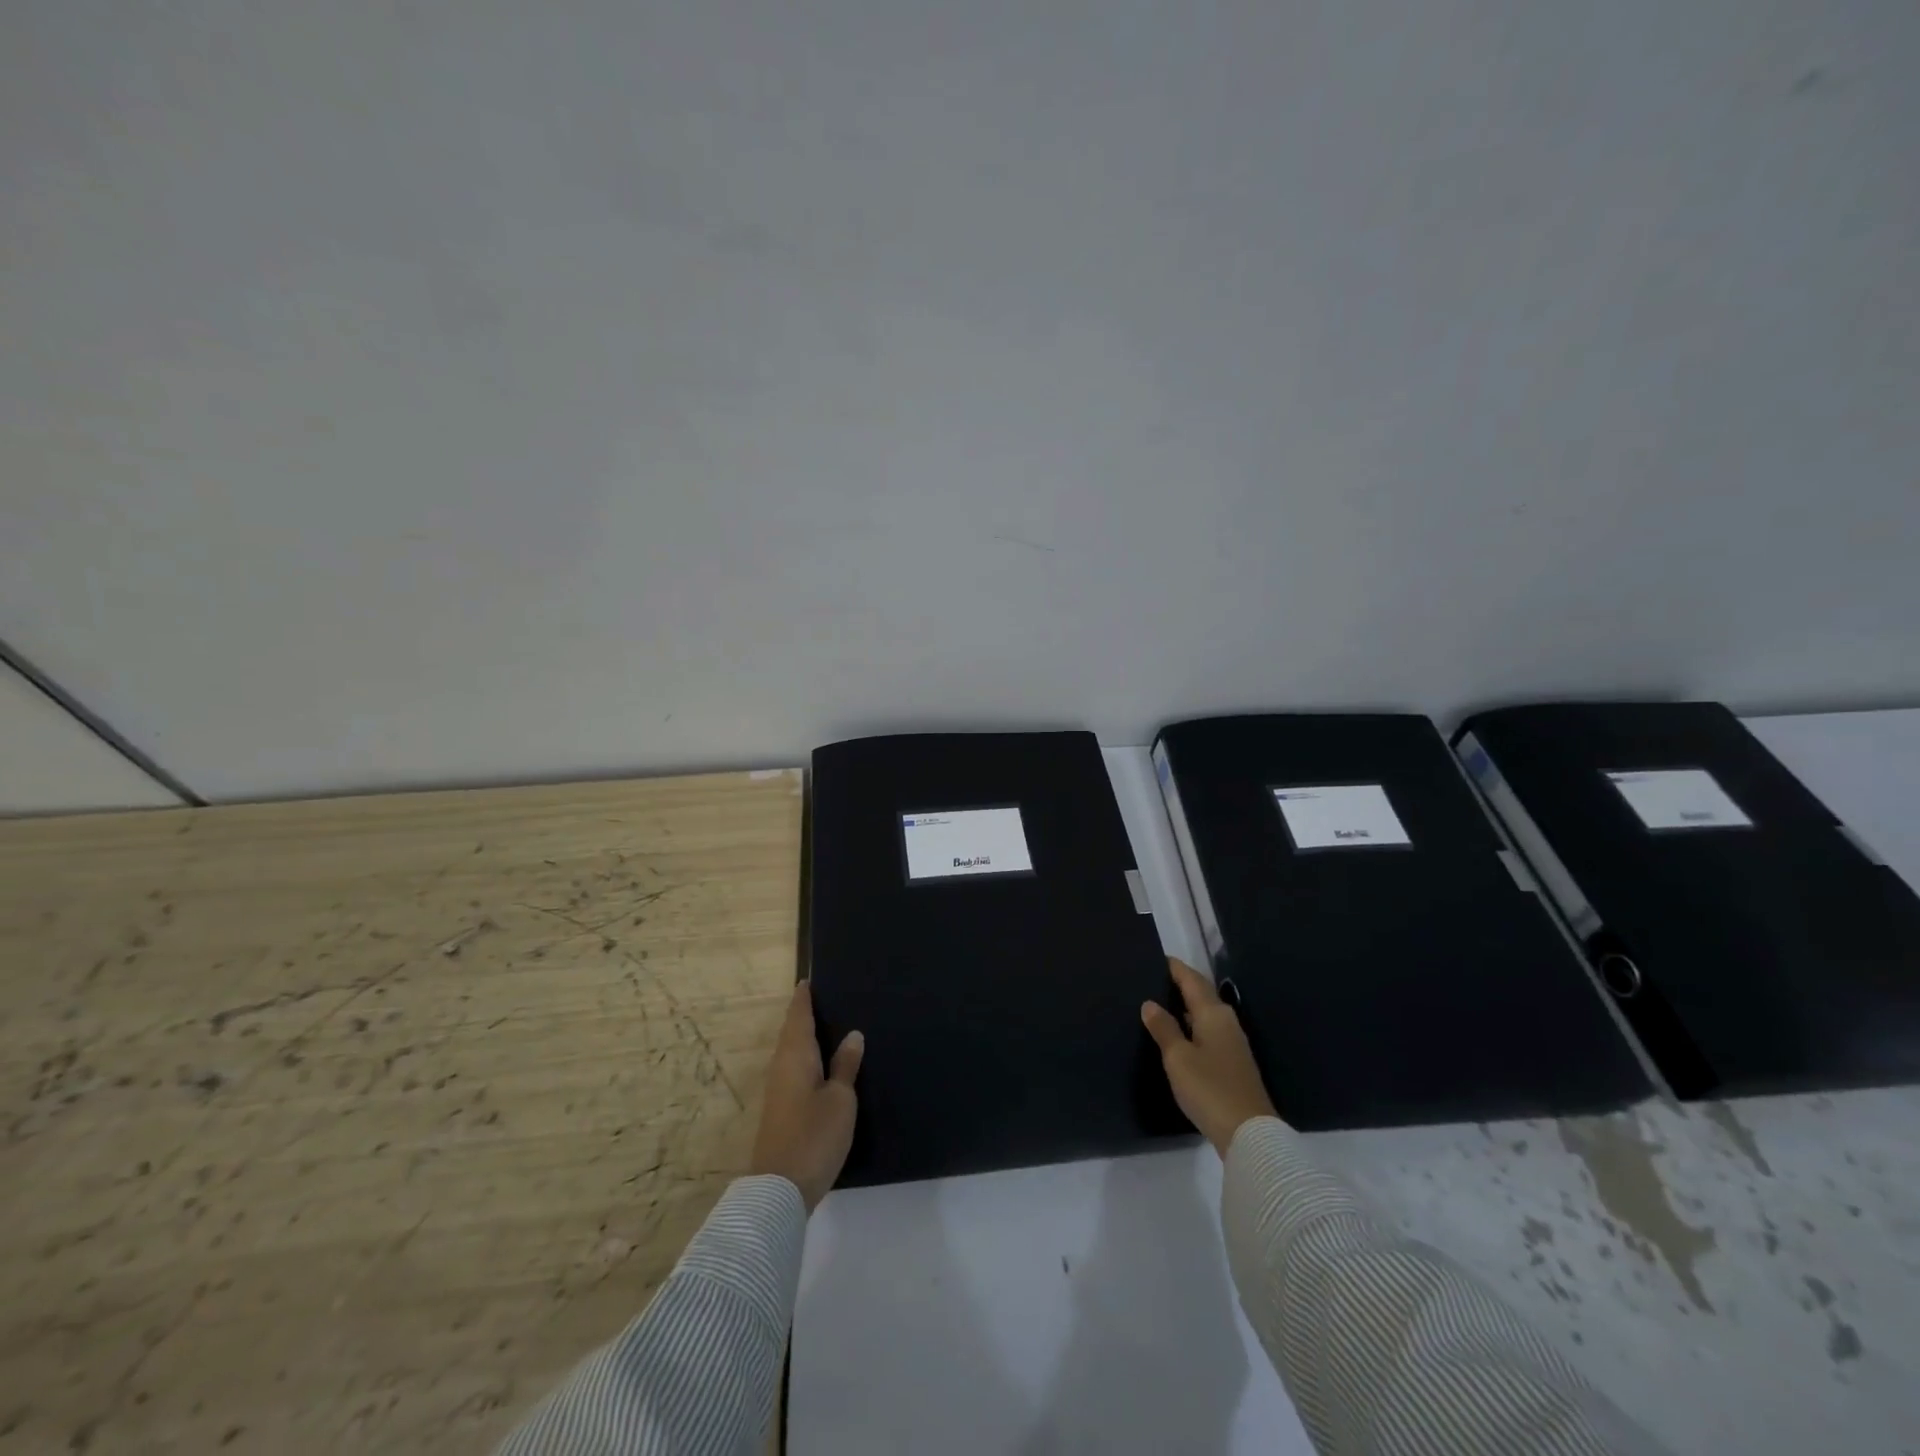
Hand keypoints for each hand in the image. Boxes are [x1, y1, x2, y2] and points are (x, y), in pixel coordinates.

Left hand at [750, 981, 863, 1210]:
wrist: (780, 1189)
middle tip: (826, 999)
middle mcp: (781, 1066)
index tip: (808, 980)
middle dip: (804, 1015)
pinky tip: (820, 1064)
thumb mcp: (840, 1099)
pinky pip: (792, 1069)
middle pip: (791, 1032)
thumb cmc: (814, 1135)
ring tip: (827, 1026)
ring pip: (790, 1052)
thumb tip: (852, 1035)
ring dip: (804, 1037)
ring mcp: (778, 1090)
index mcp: (795, 1056)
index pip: (798, 1016)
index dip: (803, 998)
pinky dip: (805, 1058)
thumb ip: (846, 1066)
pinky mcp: (780, 1110)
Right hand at [1143, 957, 1277, 1154]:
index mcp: (1213, 1013)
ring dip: (1186, 1006)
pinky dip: (1192, 1025)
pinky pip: (1208, 1031)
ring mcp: (1232, 1043)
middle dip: (1180, 984)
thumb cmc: (1209, 1088)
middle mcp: (1226, 1022)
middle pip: (1202, 994)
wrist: (1249, 1133)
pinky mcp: (1233, 1063)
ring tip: (1160, 1003)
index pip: (1192, 980)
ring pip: (1205, 1014)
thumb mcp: (1178, 1058)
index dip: (1175, 968)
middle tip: (1153, 979)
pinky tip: (1178, 1034)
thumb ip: (1164, 1028)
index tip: (1158, 958)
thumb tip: (1150, 1003)